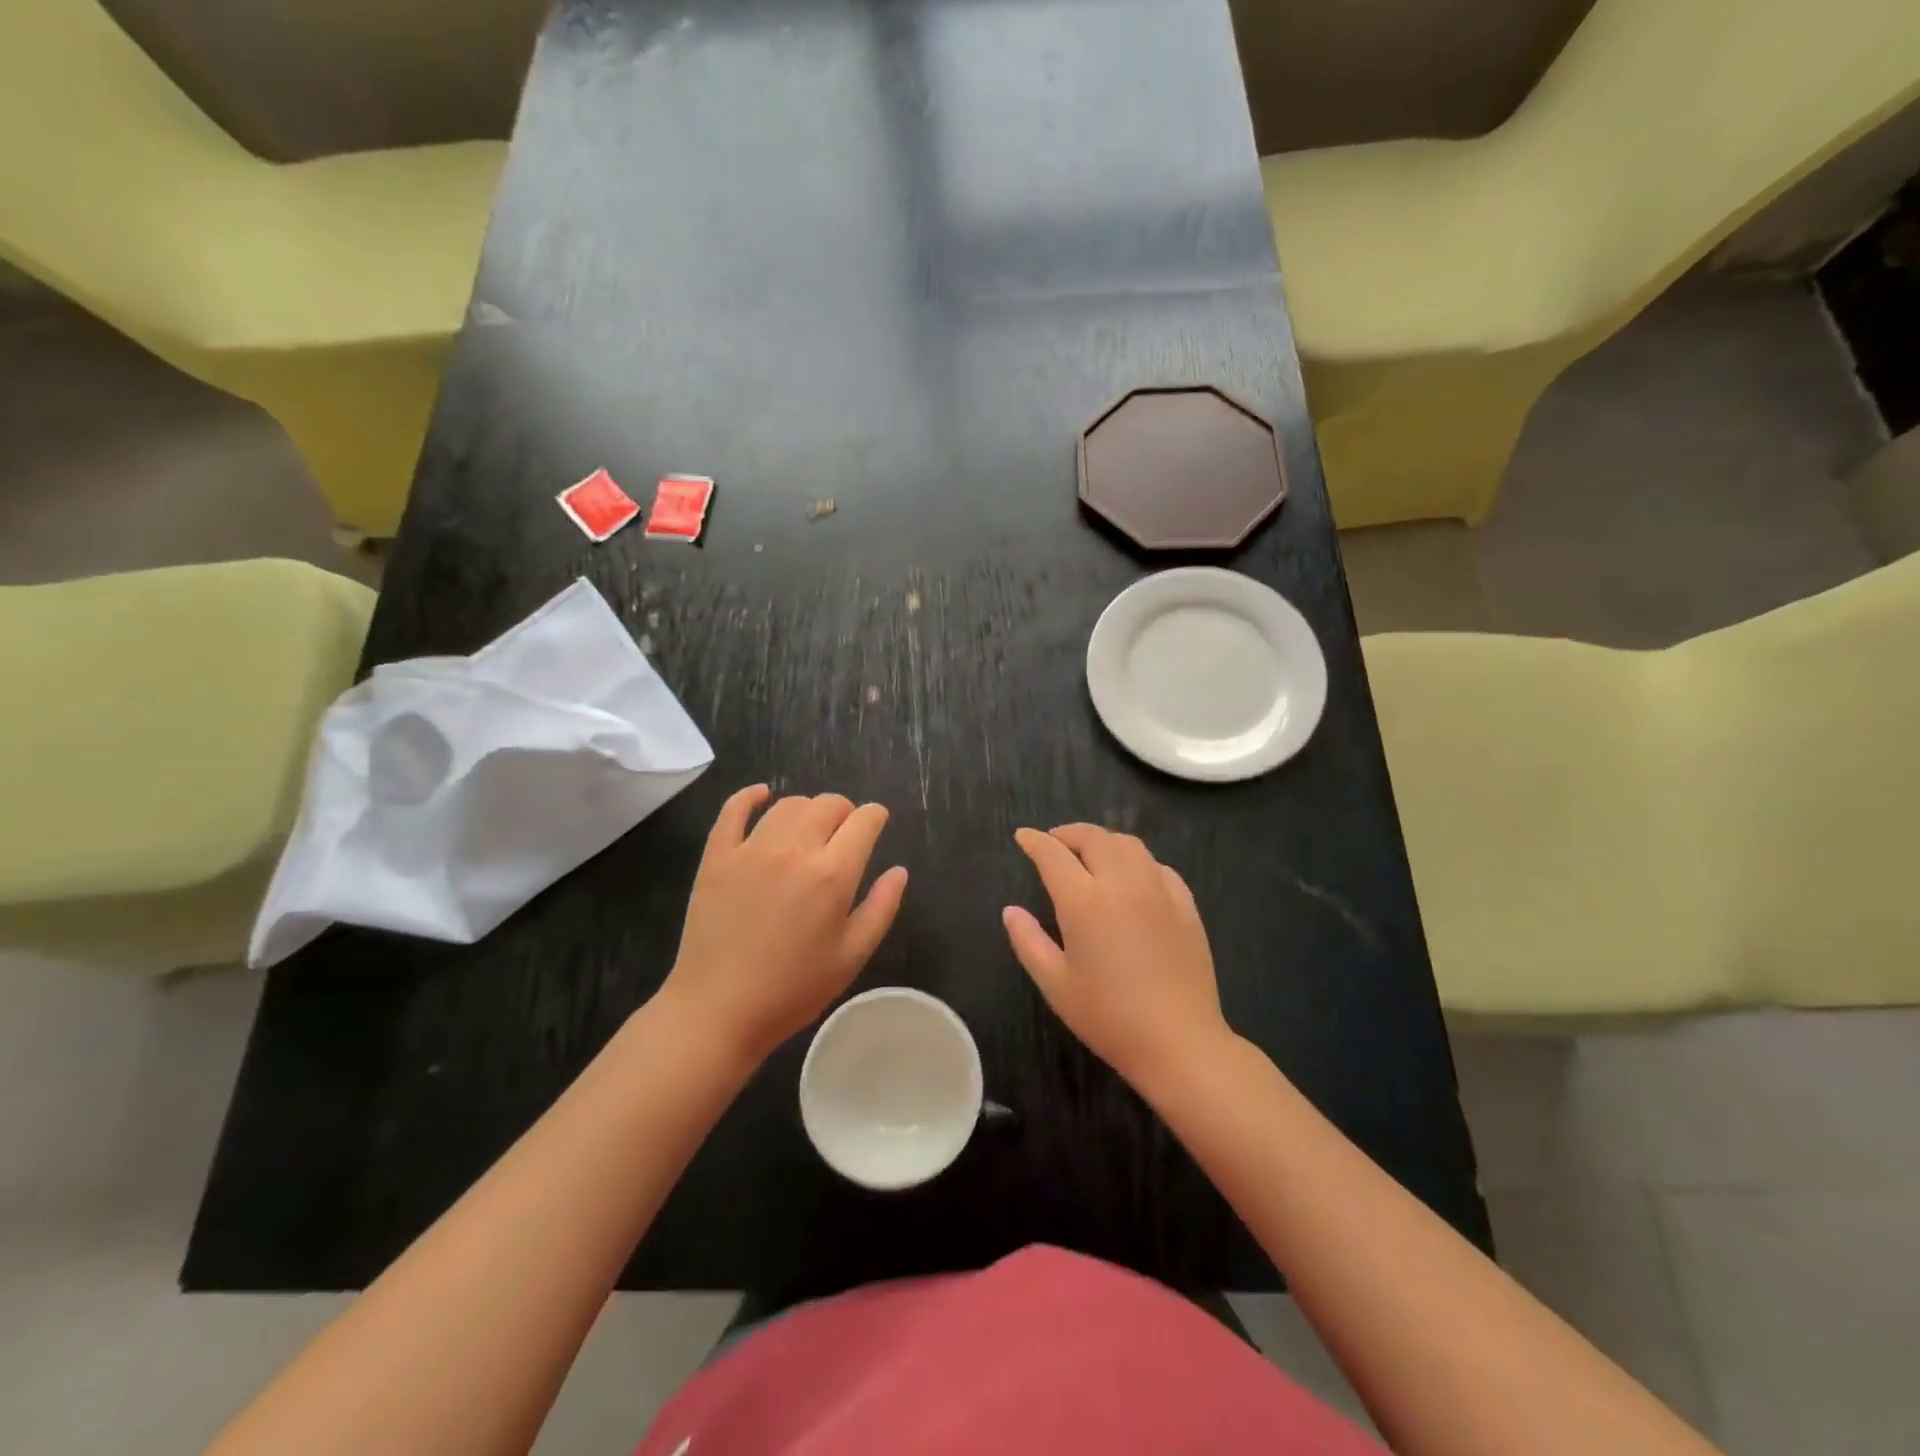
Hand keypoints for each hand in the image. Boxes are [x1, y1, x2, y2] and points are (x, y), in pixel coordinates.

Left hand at [659, 786, 907, 1066]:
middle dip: (845, 811)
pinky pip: (734, 809)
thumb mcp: (852, 956)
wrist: (717, 1010)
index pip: (864, 821)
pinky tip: (762, 795)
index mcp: (832, 874)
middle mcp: (794, 849)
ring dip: (808, 808)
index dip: (876, 816)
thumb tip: (899, 870)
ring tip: (809, 828)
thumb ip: (881, 908)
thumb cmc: (793, 990)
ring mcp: (751, 848)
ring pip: (788, 804)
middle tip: (845, 833)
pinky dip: (751, 796)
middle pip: (828, 804)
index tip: (877, 823)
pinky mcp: (717, 855)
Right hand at [1003, 824, 1232, 1094]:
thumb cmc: (1108, 1017)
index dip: (1035, 841)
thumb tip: (1011, 910)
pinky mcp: (1186, 904)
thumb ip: (1028, 941)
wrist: (1179, 1042)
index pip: (1053, 854)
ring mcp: (1158, 890)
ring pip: (1128, 844)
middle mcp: (1122, 883)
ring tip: (1090, 853)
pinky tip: (1131, 876)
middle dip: (1068, 833)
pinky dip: (1136, 860)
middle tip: (1054, 844)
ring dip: (1103, 840)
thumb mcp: (1055, 984)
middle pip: (1094, 838)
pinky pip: (1157, 866)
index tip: (1023, 836)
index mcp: (1084, 902)